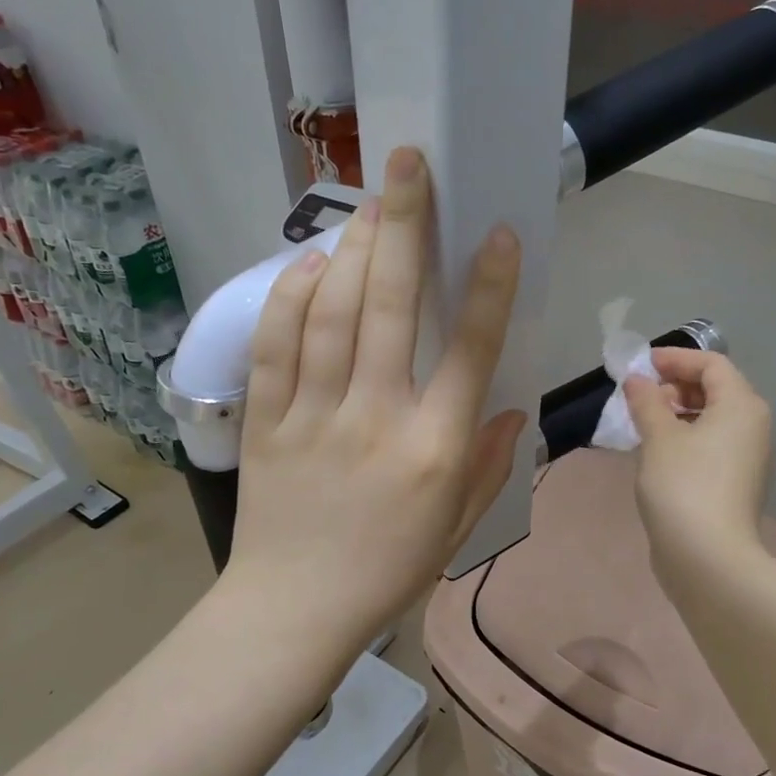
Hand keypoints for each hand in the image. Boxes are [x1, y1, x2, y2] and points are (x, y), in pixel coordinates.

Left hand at [223, 147, 526, 662]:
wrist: (293, 612)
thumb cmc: (387, 573)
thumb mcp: (457, 529)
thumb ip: (488, 464)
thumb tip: (508, 406)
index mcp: (434, 448)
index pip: (469, 350)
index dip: (489, 286)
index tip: (497, 233)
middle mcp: (376, 418)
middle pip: (389, 306)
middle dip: (404, 225)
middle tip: (409, 164)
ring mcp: (314, 415)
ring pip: (330, 312)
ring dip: (352, 248)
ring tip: (369, 203)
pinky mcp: (266, 421)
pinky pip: (276, 346)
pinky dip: (290, 296)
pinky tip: (308, 263)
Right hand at [623, 349, 773, 594]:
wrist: (708, 557)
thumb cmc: (683, 486)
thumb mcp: (658, 437)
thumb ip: (646, 401)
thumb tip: (637, 380)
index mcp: (741, 406)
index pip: (711, 364)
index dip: (675, 358)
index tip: (640, 366)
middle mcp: (753, 426)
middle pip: (716, 389)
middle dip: (675, 386)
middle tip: (639, 396)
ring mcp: (747, 458)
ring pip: (712, 419)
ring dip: (677, 413)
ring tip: (642, 424)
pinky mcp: (735, 483)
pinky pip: (711, 444)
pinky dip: (685, 437)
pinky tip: (656, 452)